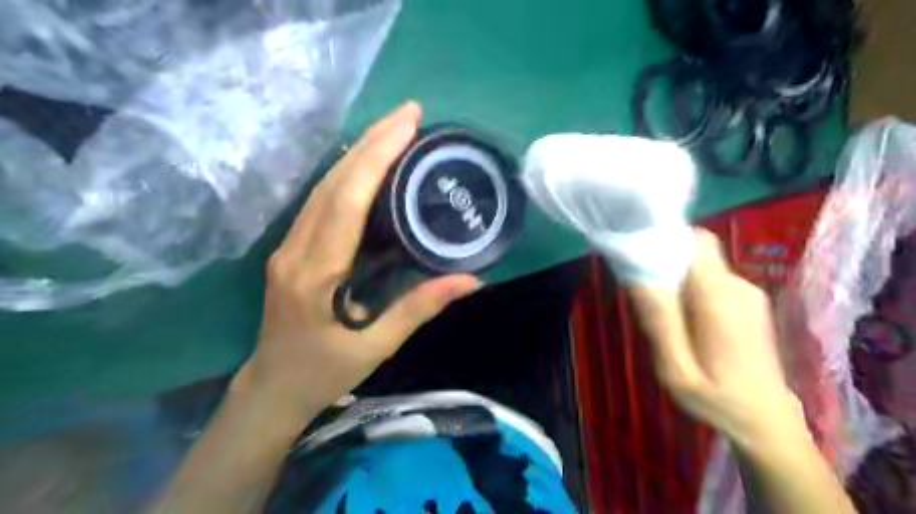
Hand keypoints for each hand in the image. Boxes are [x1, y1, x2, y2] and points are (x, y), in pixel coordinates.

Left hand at [237, 102, 478, 410]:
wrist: (271, 388)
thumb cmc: (323, 373)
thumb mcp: (376, 347)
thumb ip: (419, 309)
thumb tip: (470, 280)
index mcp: (317, 274)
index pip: (347, 201)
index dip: (376, 159)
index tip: (407, 127)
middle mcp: (296, 250)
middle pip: (332, 183)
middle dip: (370, 141)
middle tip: (408, 113)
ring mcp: (288, 246)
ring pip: (322, 187)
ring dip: (358, 152)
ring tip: (393, 129)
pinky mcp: (291, 248)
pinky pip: (320, 201)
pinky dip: (347, 175)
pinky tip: (368, 163)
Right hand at [631, 228, 803, 449]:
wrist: (768, 424)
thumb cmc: (717, 399)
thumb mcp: (676, 369)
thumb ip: (659, 321)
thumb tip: (637, 277)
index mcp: (720, 299)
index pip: (697, 242)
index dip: (667, 239)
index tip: (640, 252)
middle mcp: (738, 287)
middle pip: (696, 253)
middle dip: (665, 263)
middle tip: (644, 296)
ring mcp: (748, 295)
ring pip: (701, 267)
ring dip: (676, 280)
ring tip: (662, 315)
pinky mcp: (748, 304)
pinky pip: (711, 281)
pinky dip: (690, 290)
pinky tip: (683, 322)